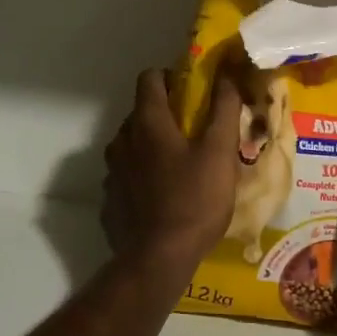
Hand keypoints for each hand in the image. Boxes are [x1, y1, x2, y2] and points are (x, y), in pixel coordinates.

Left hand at [102, 69, 242, 274]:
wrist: (158, 259)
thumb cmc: (194, 200)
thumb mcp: (220, 153)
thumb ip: (224, 110)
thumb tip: (227, 76)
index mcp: (147, 123)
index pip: (149, 78)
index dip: (169, 77)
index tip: (190, 91)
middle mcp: (122, 140)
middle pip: (140, 113)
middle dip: (163, 116)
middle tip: (192, 133)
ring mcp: (111, 172)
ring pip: (130, 145)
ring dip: (150, 147)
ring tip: (178, 167)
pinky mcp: (108, 200)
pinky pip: (125, 176)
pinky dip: (140, 176)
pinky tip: (160, 196)